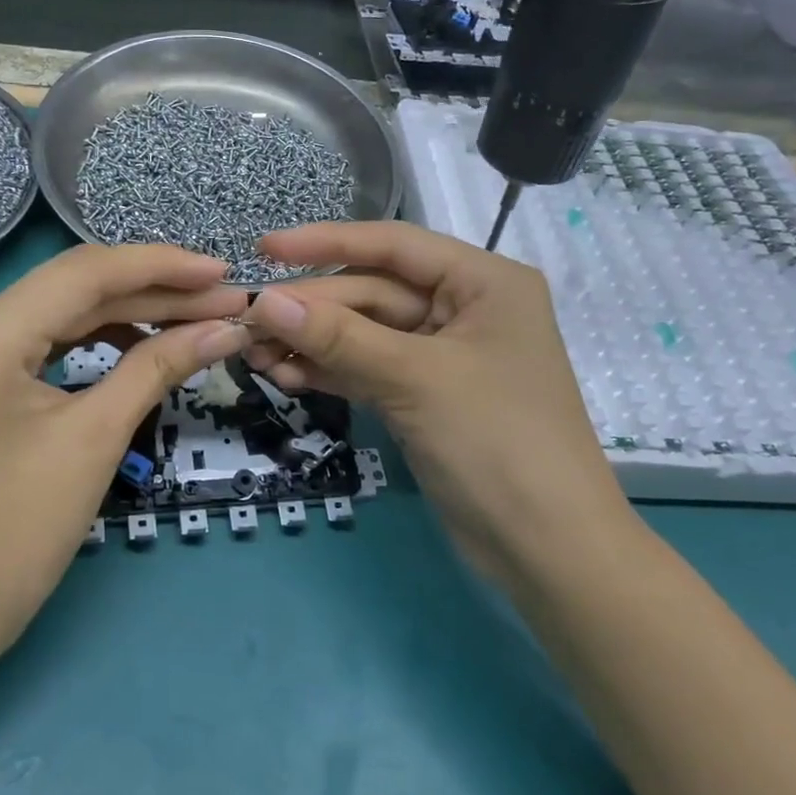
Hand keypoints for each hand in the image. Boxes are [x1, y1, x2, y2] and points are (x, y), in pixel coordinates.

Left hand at [0, 244, 249, 647]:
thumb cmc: (16, 533)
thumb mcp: (96, 439)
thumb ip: (160, 367)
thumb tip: (227, 329)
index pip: (83, 274)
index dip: (160, 267)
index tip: (222, 271)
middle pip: (75, 289)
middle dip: (155, 293)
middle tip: (224, 299)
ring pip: (63, 311)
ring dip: (132, 312)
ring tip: (198, 317)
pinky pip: (45, 338)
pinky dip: (98, 337)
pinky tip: (146, 338)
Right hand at [243, 222, 628, 589]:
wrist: (548, 552)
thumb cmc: (497, 442)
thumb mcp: (415, 379)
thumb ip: (338, 336)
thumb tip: (265, 300)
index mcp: (483, 281)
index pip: (393, 246)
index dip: (325, 242)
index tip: (265, 248)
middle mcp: (464, 308)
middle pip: (372, 292)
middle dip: (311, 308)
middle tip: (247, 322)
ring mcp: (443, 355)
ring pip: (365, 334)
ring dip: (313, 343)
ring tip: (255, 355)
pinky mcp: (425, 396)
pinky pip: (369, 369)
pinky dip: (331, 371)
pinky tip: (288, 377)